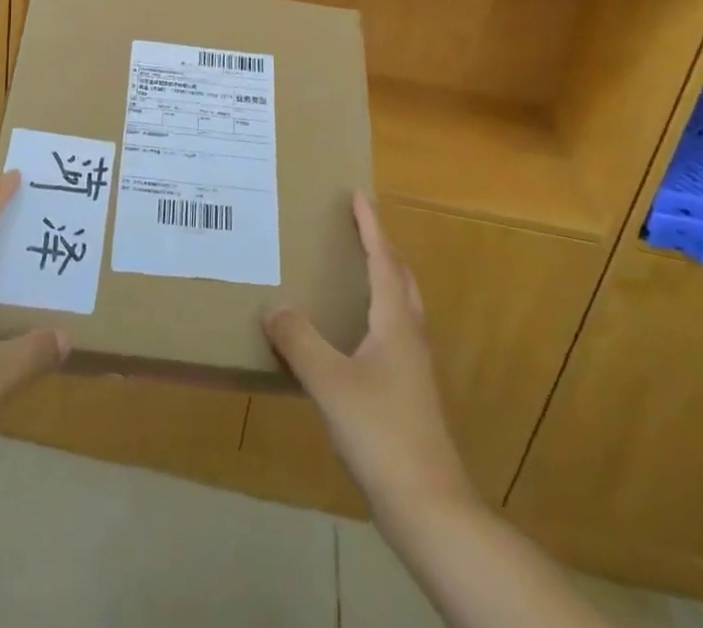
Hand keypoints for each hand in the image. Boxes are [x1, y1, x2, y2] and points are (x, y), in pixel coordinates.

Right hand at [263, 194, 474, 527]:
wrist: (429, 508)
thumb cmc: (382, 433)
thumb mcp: (330, 383)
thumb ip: (300, 342)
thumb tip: (273, 306)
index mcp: (395, 323)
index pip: (383, 261)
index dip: (371, 226)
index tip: (359, 195)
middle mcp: (409, 337)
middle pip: (401, 279)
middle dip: (382, 248)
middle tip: (358, 227)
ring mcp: (413, 368)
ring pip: (401, 308)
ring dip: (383, 280)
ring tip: (355, 271)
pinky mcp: (409, 395)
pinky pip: (392, 334)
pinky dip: (376, 314)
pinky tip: (352, 336)